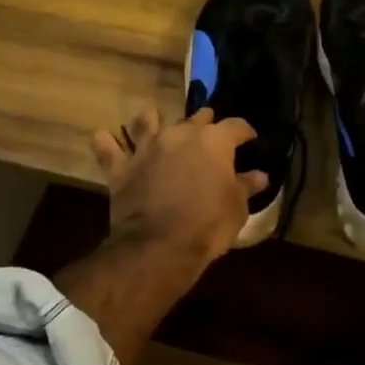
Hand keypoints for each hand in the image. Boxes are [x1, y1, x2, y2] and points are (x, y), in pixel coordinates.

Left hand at [91, 106, 267, 264]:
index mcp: (213, 141)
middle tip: (208, 129)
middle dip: (204, 122)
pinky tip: (104, 138)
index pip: (235, 126)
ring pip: (146, 121)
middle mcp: (179, 135)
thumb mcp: (237, 207)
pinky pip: (108, 148)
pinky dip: (106, 142)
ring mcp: (147, 148)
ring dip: (152, 119)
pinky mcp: (121, 168)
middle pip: (194, 119)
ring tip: (154, 118)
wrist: (160, 245)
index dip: (245, 132)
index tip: (250, 139)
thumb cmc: (209, 224)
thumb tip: (259, 175)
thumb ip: (246, 185)